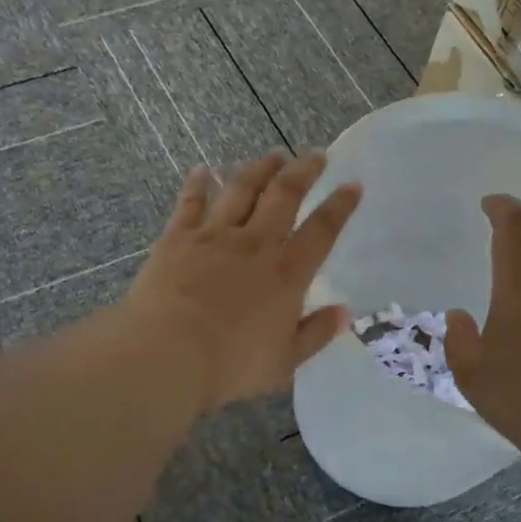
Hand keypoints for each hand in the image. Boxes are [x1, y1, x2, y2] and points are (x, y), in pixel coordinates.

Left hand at [123, 153, 361, 414]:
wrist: (168, 354)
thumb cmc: (230, 366)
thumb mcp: (284, 361)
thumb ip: (315, 334)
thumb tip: (344, 313)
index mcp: (286, 274)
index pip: (322, 231)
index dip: (340, 206)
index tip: (353, 185)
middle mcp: (255, 245)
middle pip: (284, 197)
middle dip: (304, 172)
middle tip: (315, 155)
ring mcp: (214, 237)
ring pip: (241, 191)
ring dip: (259, 170)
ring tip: (272, 156)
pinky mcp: (177, 238)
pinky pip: (191, 203)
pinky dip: (198, 184)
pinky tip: (202, 170)